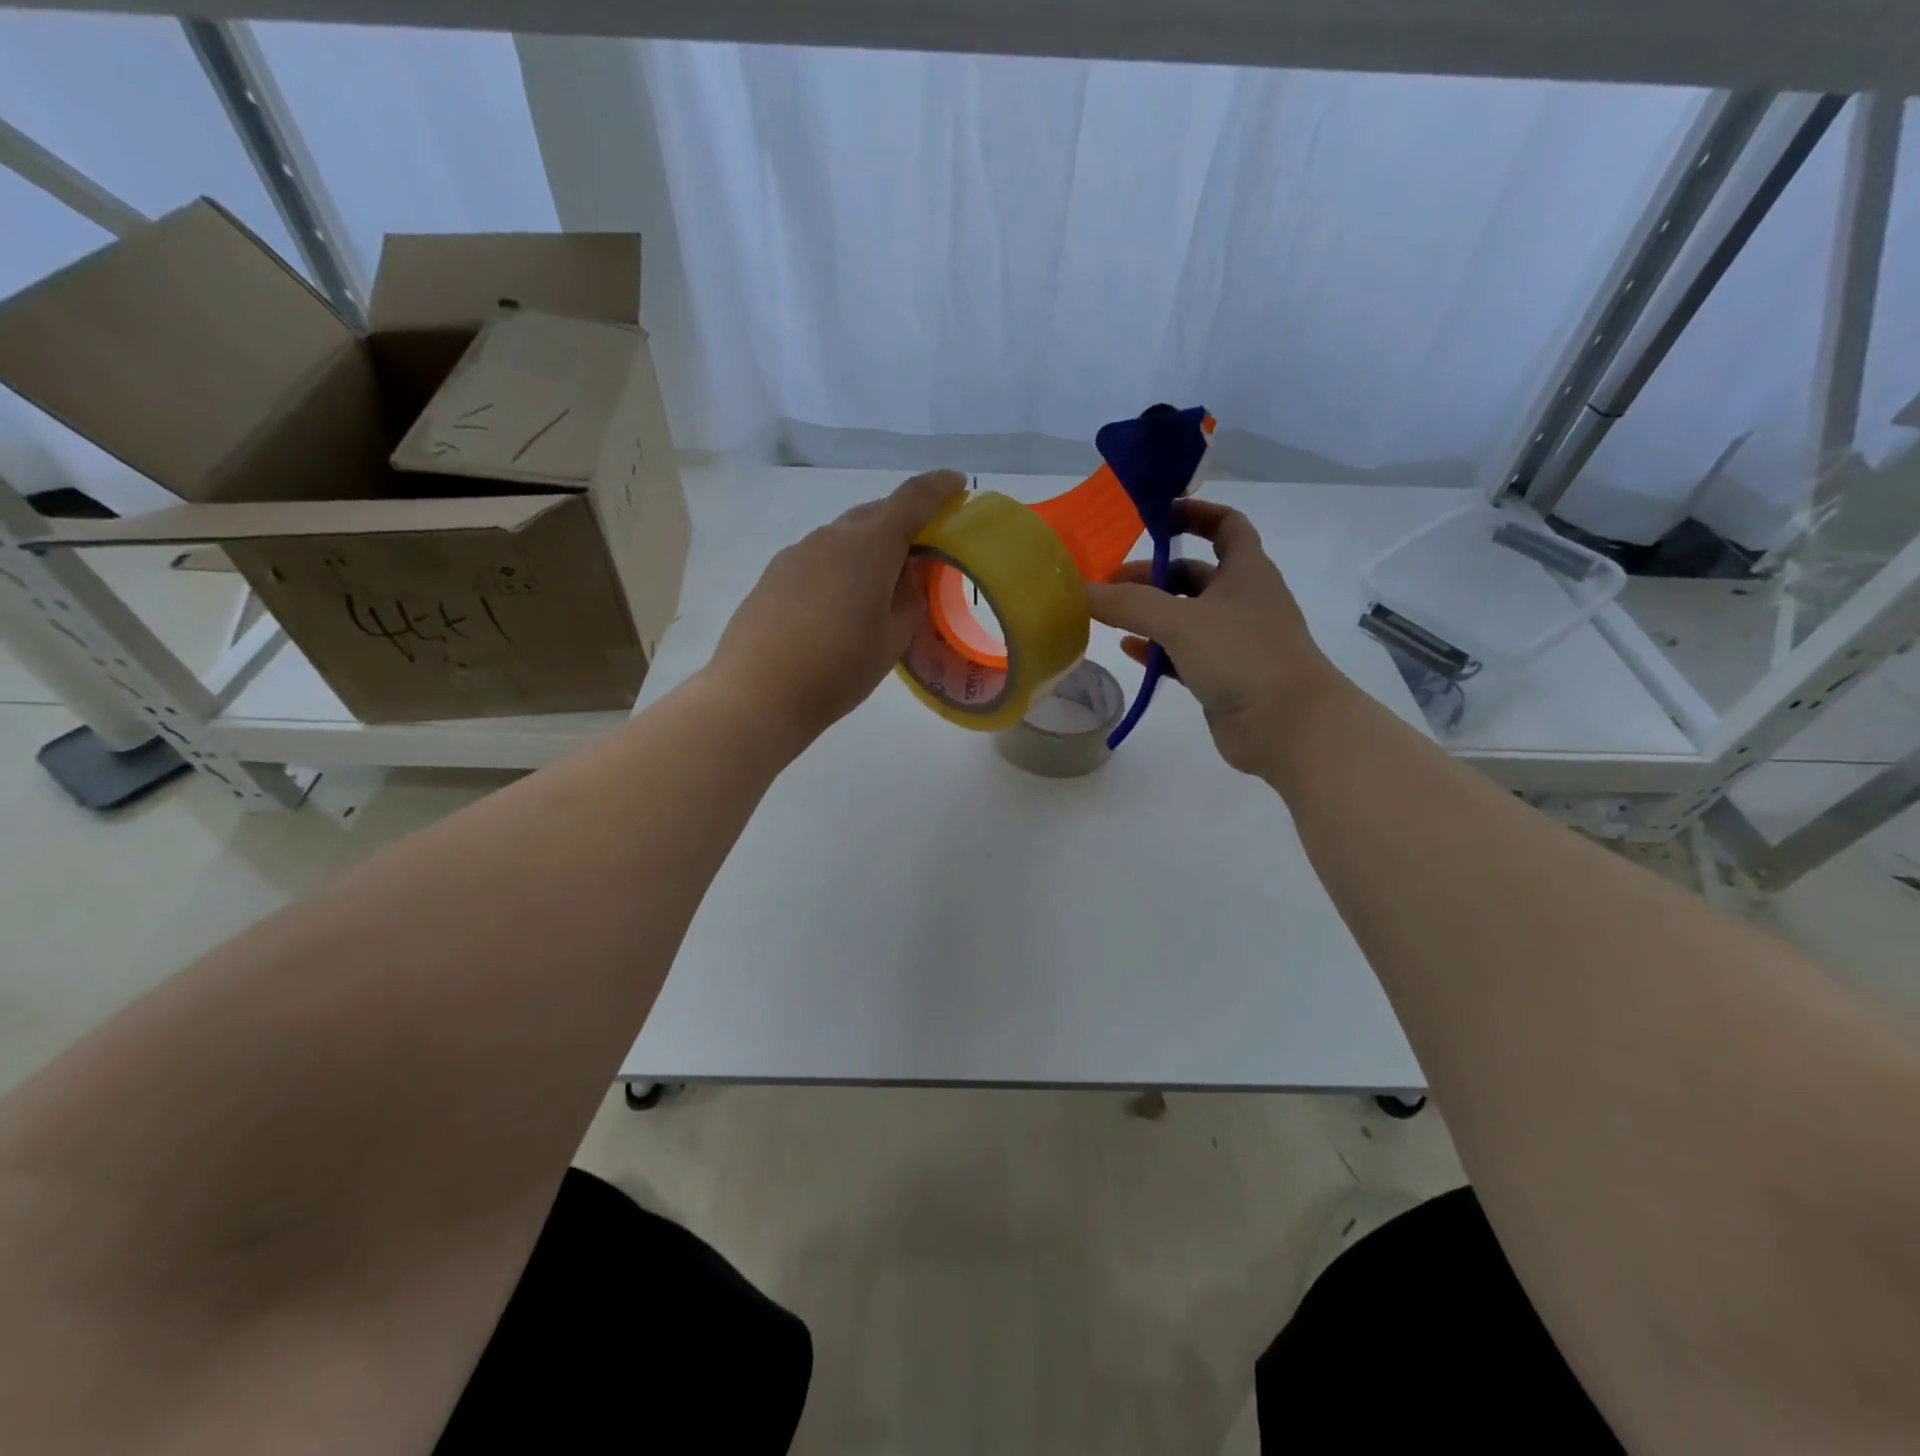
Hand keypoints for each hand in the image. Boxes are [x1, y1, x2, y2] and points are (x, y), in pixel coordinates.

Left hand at [706, 470, 966, 751]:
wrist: (758, 694)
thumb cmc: (838, 669)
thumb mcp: (891, 642)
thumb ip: (909, 603)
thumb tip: (907, 582)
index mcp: (869, 546)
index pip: (911, 500)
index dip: (938, 488)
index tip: (957, 484)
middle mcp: (831, 538)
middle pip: (874, 514)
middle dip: (902, 522)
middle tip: (921, 550)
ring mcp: (796, 554)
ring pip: (843, 537)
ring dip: (868, 548)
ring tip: (879, 584)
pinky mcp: (773, 575)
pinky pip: (818, 558)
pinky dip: (839, 567)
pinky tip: (838, 603)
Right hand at [1085, 499, 1347, 776]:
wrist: (1288, 725)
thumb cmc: (1243, 656)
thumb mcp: (1181, 621)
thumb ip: (1129, 603)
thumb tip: (1081, 589)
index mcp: (1246, 571)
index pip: (1225, 525)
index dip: (1193, 513)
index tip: (1154, 517)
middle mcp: (1242, 600)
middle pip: (1193, 575)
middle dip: (1152, 575)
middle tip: (1109, 584)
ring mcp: (1234, 641)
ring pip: (1186, 617)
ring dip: (1150, 614)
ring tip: (1108, 616)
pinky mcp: (1222, 676)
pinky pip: (1183, 654)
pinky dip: (1156, 650)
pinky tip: (1128, 649)